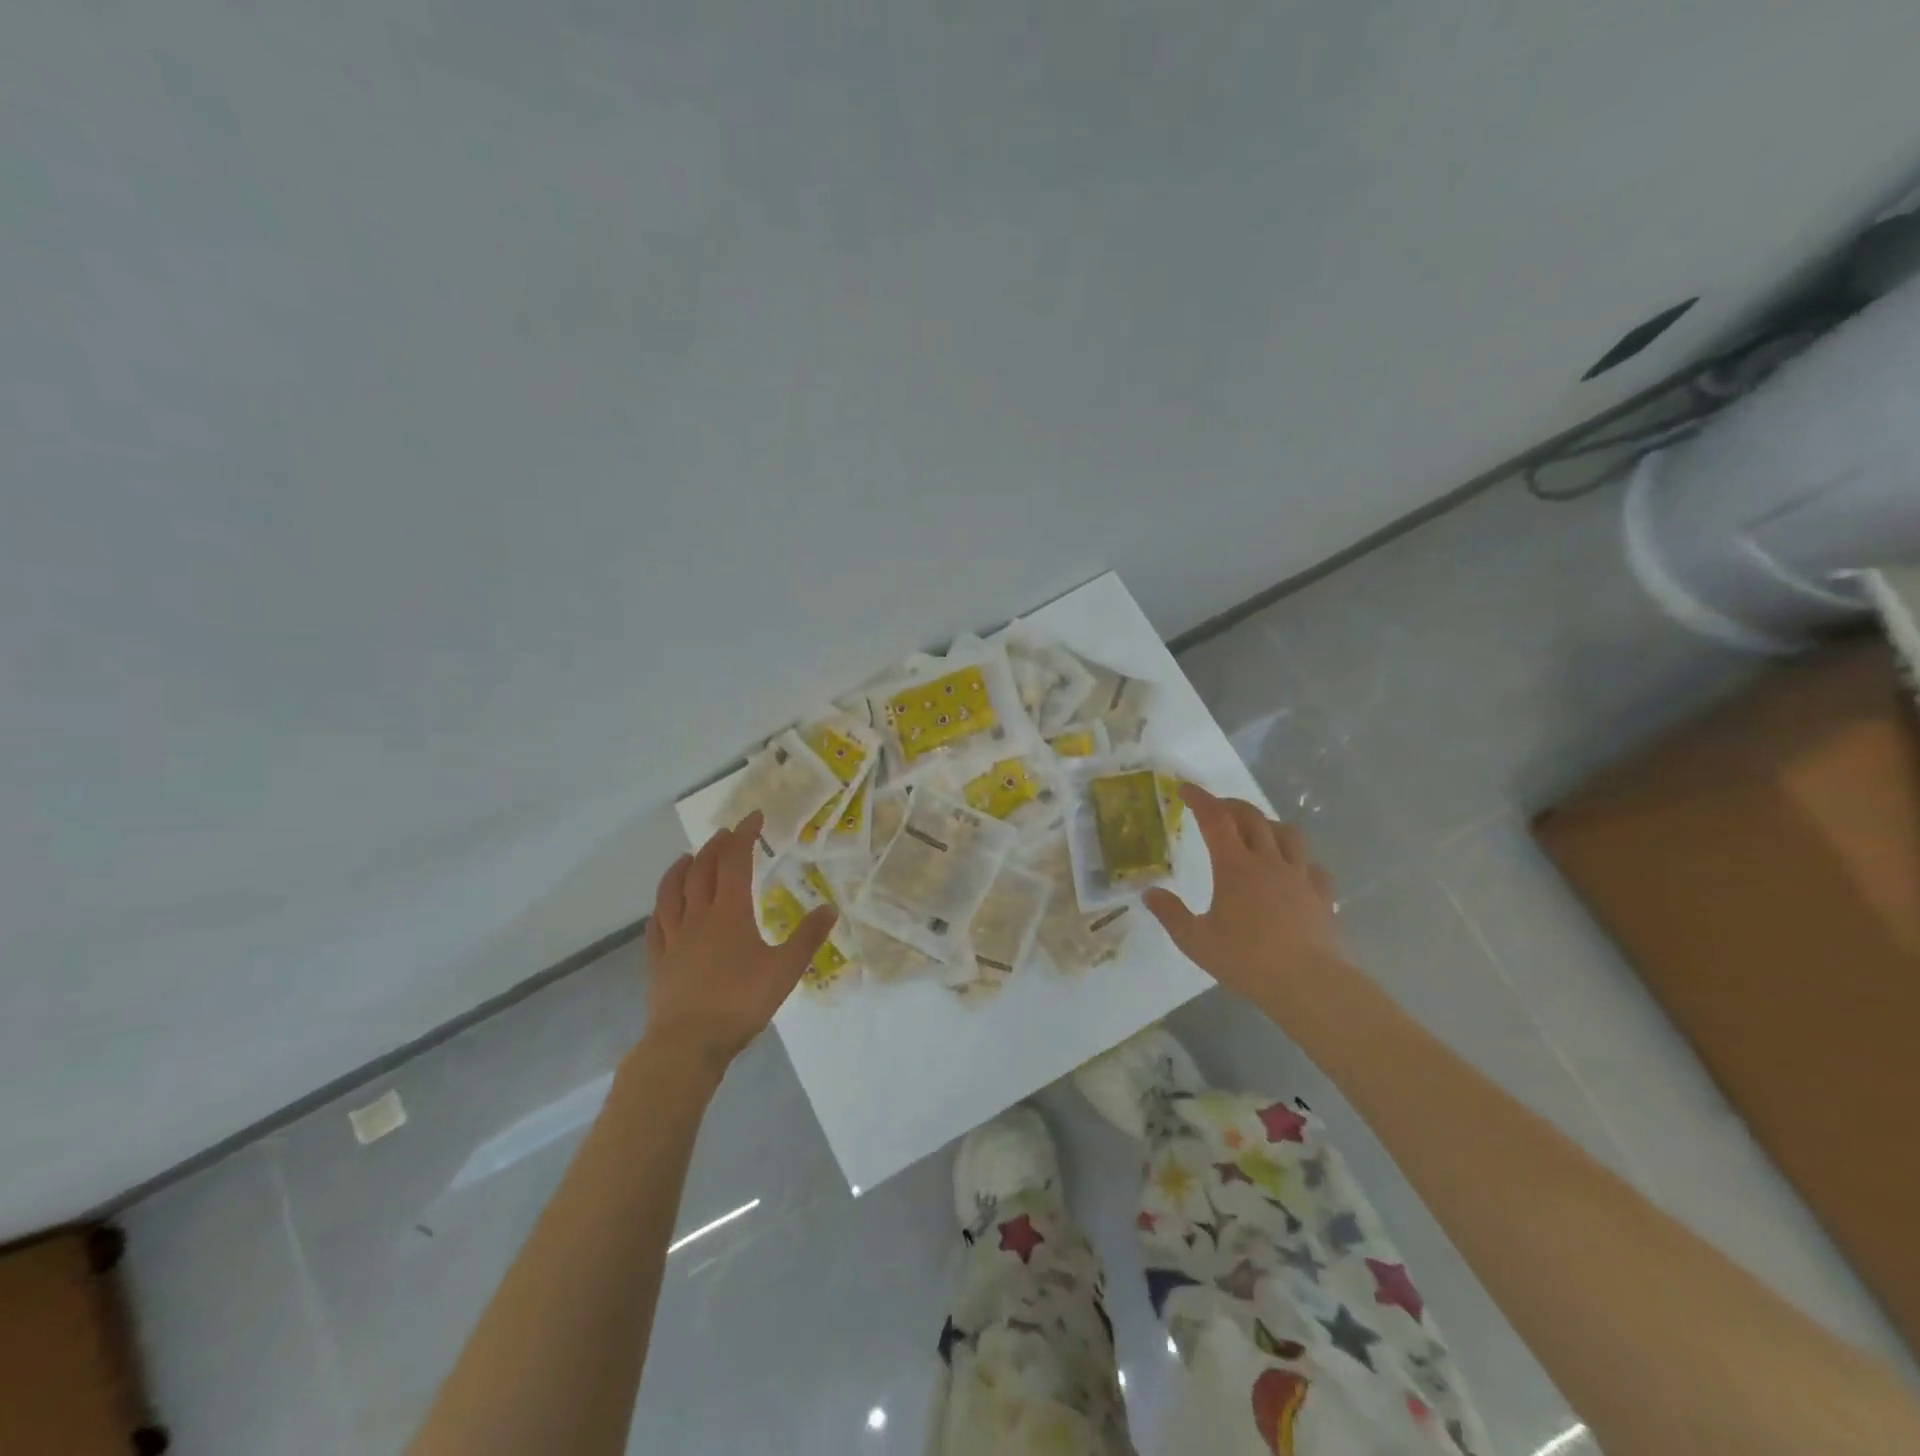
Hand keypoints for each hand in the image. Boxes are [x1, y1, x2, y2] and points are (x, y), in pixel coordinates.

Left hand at [642, 812, 836, 1073]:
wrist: (688, 1043)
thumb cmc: (740, 1003)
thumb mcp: (785, 970)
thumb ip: (808, 937)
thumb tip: (830, 908)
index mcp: (730, 912)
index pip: (735, 861)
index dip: (744, 835)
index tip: (753, 817)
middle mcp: (698, 916)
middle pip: (703, 870)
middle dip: (715, 847)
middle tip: (726, 834)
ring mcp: (673, 938)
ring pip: (672, 892)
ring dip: (682, 869)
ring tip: (688, 857)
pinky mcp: (658, 960)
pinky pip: (656, 925)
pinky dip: (661, 907)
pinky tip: (663, 908)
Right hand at [1145, 783, 1342, 1004]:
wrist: (1309, 984)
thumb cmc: (1247, 960)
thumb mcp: (1196, 941)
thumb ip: (1171, 914)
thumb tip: (1149, 893)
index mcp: (1235, 867)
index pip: (1215, 819)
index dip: (1200, 799)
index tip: (1186, 789)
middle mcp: (1268, 861)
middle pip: (1252, 818)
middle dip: (1231, 805)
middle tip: (1216, 808)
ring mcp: (1300, 877)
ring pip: (1288, 834)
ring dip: (1268, 825)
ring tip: (1257, 833)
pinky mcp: (1322, 896)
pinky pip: (1313, 867)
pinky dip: (1300, 862)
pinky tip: (1294, 873)